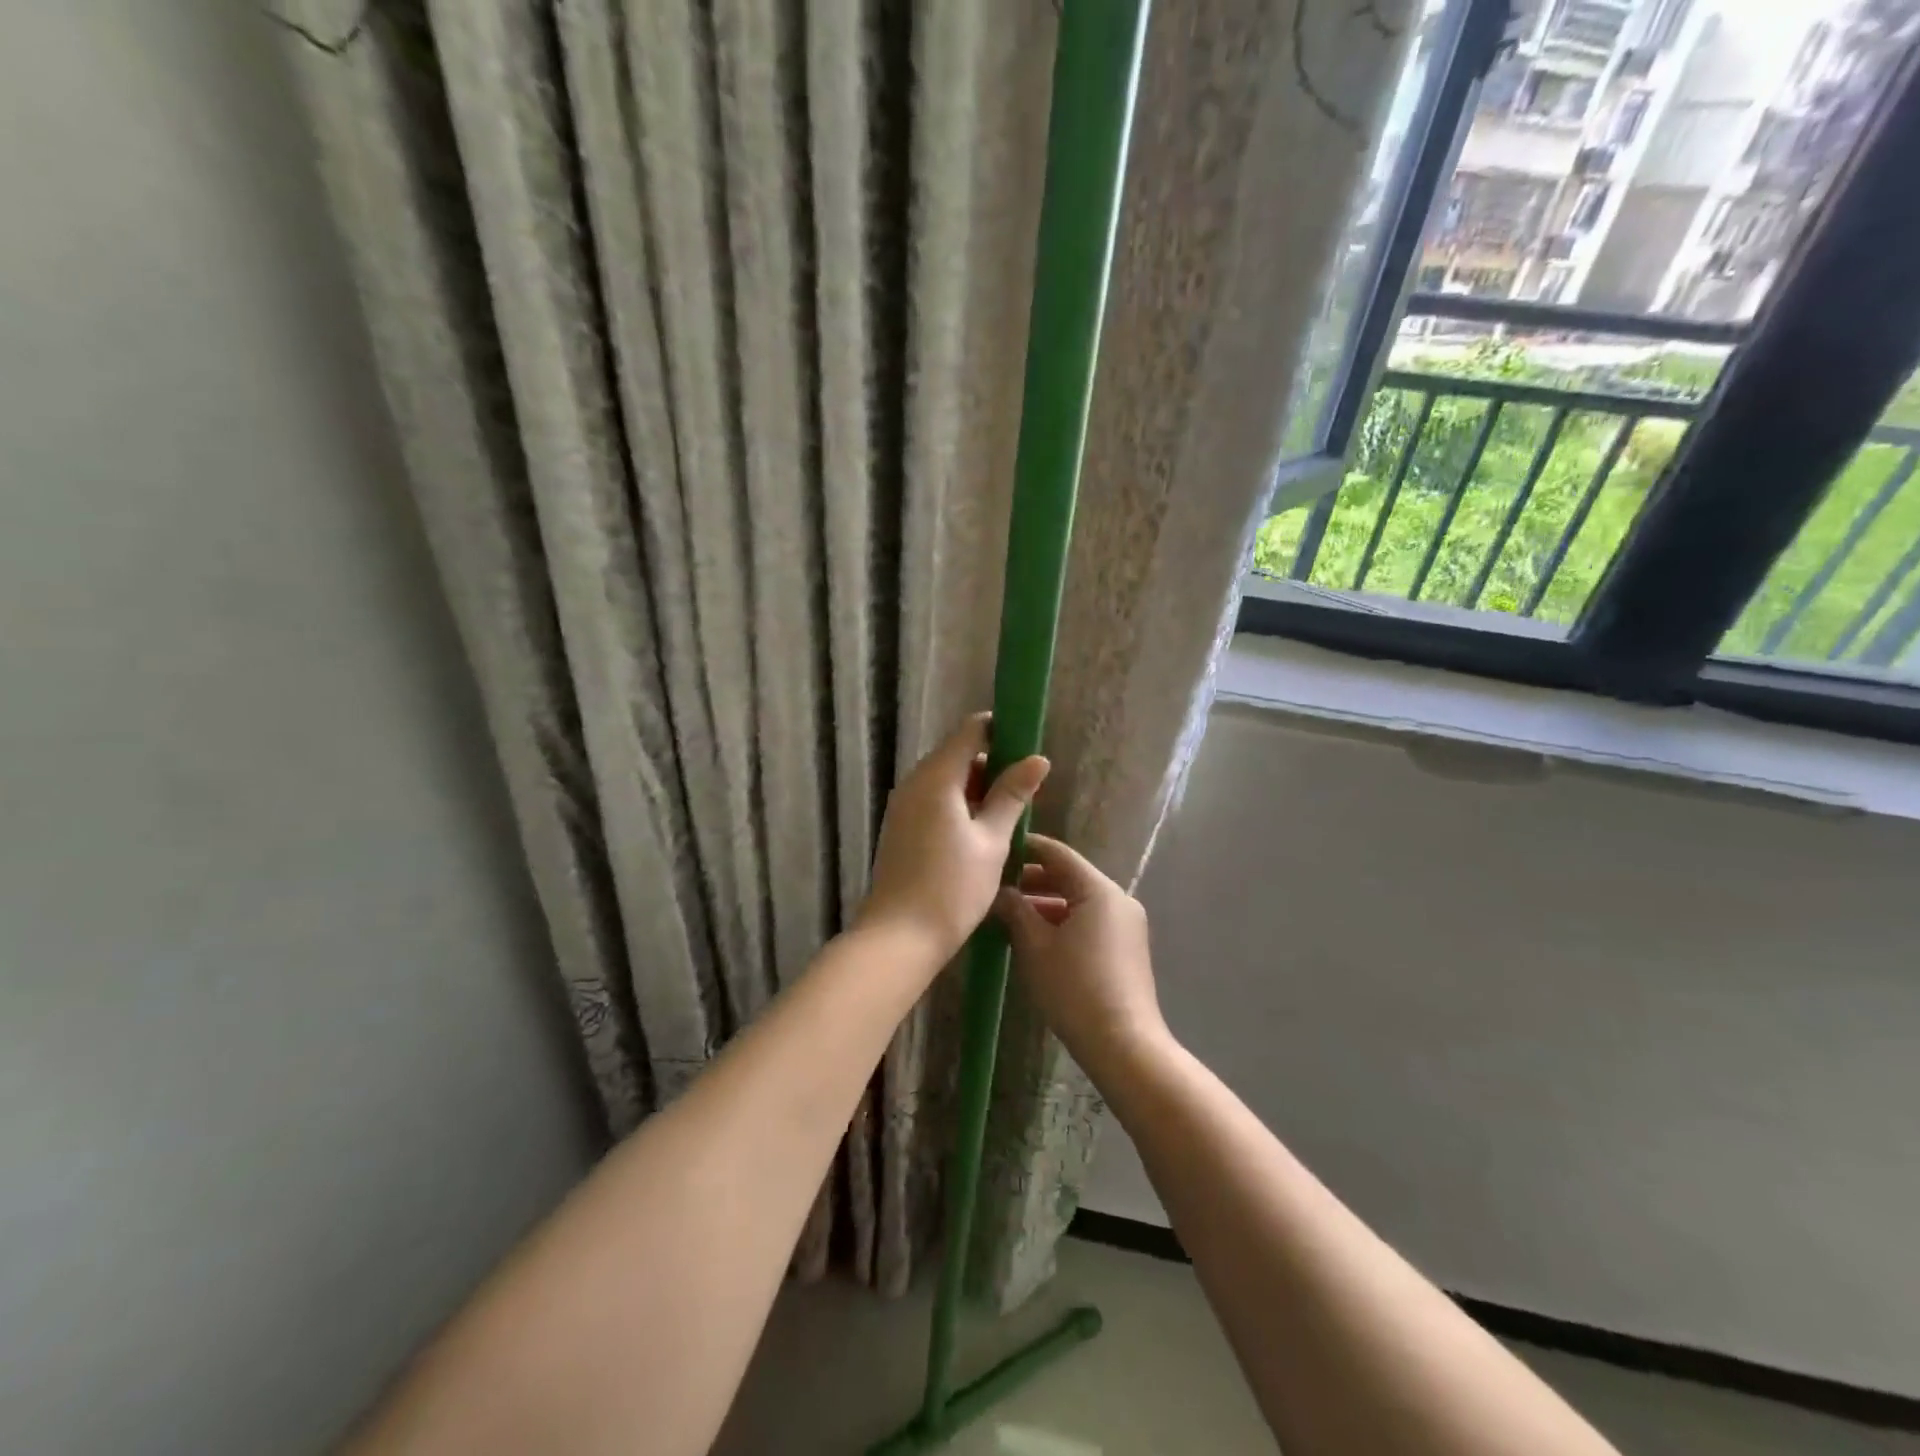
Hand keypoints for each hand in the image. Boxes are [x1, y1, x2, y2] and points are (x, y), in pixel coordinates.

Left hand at [856, 713, 1049, 965]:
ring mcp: (902, 806)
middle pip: (956, 755)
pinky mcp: (900, 828)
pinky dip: (958, 806)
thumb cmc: (952, 887)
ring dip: (976, 789)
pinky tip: (980, 834)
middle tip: (1024, 791)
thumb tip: (1037, 759)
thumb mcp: (992, 841)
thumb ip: (1012, 796)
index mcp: (936, 777)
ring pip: (945, 780)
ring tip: (1008, 816)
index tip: (1027, 748)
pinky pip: (933, 801)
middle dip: (991, 765)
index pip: (970, 730)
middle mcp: (914, 783)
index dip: (1001, 731)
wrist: (899, 937)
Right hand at [994, 833, 1168, 1077]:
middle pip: (1069, 876)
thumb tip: (999, 892)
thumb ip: (1015, 910)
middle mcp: (1118, 899)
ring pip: (1078, 901)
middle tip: (995, 886)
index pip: (1057, 853)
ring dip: (1044, 903)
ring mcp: (1125, 924)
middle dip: (1031, 880)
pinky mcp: (1125, 947)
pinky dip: (1062, 921)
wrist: (1123, 1044)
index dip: (1025, 848)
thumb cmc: (1074, 988)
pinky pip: (1089, 921)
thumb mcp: (1034, 946)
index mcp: (1099, 890)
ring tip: (1008, 914)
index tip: (997, 852)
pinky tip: (1034, 937)